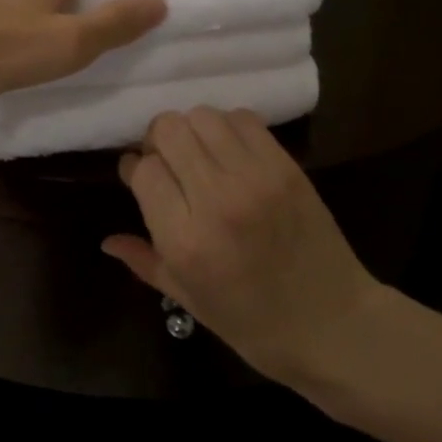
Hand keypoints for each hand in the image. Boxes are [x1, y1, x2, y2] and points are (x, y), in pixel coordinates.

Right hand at [104, 108, 380, 385]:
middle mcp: (216, 199)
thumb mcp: (189, 301)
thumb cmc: (253, 324)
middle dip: (158, 141)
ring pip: (202, 116)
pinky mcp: (285, 166)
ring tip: (199, 155)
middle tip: (168, 163)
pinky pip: (243, 119)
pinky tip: (229, 153)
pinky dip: (227, 127)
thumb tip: (106, 240)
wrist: (334, 325)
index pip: (143, 169)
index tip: (138, 177)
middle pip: (168, 130)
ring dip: (192, 130)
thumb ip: (144, 262)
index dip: (135, 168)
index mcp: (185, 239)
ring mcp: (255, 177)